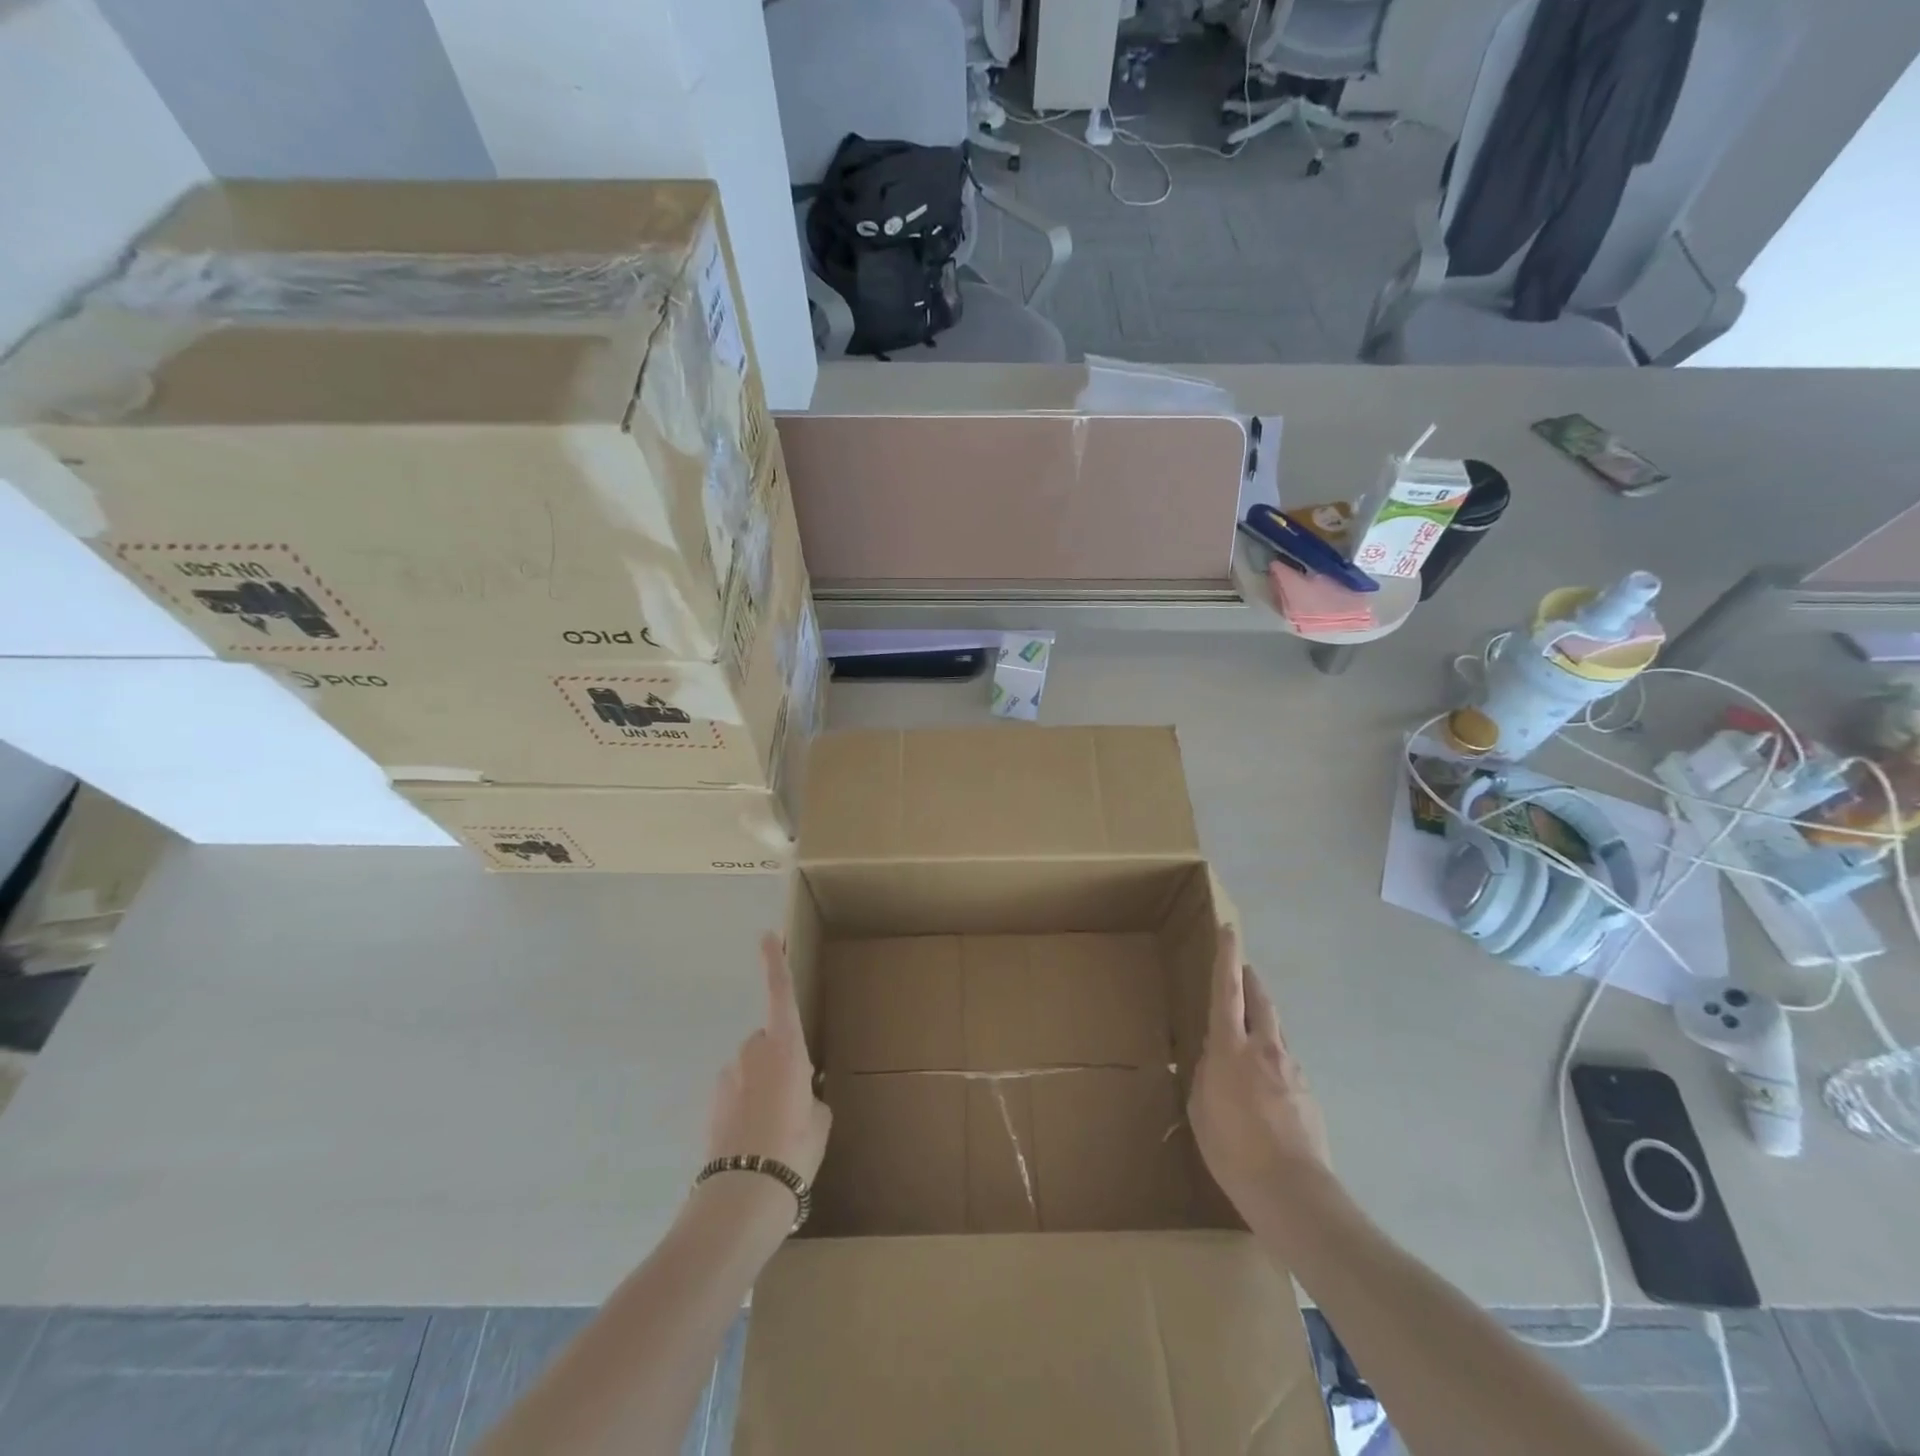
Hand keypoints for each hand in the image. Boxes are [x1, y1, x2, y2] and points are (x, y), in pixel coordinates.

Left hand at [705, 935, 831, 1183]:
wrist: (743, 1196)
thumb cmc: (794, 1149)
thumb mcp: (819, 1120)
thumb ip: (809, 1096)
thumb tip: (799, 1096)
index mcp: (787, 1048)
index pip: (780, 994)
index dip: (774, 963)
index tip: (767, 936)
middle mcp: (753, 1053)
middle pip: (766, 1039)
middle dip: (777, 1058)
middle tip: (793, 1099)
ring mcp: (728, 1078)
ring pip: (750, 1069)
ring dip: (760, 1086)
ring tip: (774, 1128)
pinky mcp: (711, 1104)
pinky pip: (736, 1093)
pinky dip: (745, 1106)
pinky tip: (754, 1140)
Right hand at [1188, 927, 1328, 1212]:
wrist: (1293, 1194)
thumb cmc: (1233, 1150)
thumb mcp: (1201, 1111)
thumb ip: (1204, 1076)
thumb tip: (1212, 1059)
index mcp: (1231, 1048)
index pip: (1228, 990)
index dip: (1227, 957)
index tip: (1229, 930)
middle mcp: (1265, 1049)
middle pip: (1261, 1001)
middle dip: (1251, 981)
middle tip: (1243, 969)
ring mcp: (1292, 1070)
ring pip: (1276, 1032)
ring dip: (1263, 1023)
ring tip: (1249, 1036)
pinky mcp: (1309, 1094)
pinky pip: (1286, 1065)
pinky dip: (1273, 1062)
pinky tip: (1265, 1089)